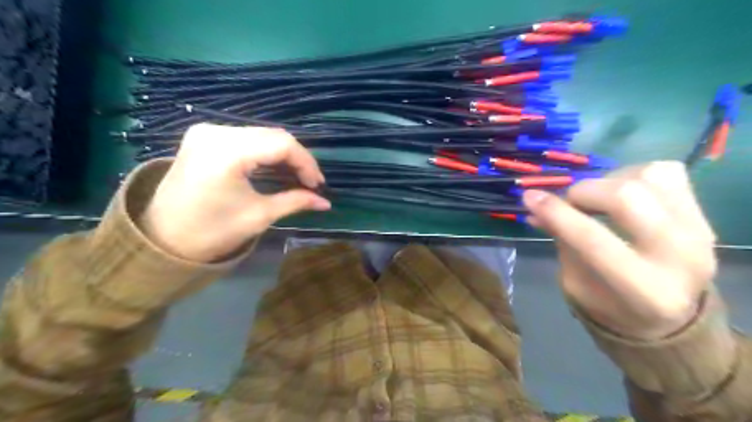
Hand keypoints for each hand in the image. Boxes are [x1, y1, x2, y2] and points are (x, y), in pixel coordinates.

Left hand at [141, 121, 328, 260]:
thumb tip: (326, 203)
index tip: (318, 185)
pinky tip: (274, 166)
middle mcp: (215, 132)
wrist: (162, 239)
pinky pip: (245, 137)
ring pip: (261, 134)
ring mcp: (206, 131)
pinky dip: (265, 150)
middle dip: (297, 158)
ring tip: (296, 176)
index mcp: (227, 152)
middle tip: (310, 182)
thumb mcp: (259, 216)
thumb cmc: (212, 232)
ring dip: (283, 153)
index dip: (306, 162)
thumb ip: (295, 202)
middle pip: (272, 135)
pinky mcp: (203, 136)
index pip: (282, 144)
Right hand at [525, 162, 715, 338]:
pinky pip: (665, 172)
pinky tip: (620, 192)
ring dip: (607, 182)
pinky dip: (632, 174)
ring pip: (647, 177)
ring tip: (595, 200)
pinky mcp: (704, 213)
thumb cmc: (612, 305)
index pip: (593, 240)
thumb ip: (561, 242)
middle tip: (569, 203)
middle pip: (627, 197)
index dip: (557, 214)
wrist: (672, 314)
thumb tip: (535, 205)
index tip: (529, 197)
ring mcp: (699, 230)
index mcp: (645, 290)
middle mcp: (681, 257)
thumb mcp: (575, 283)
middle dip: (584, 192)